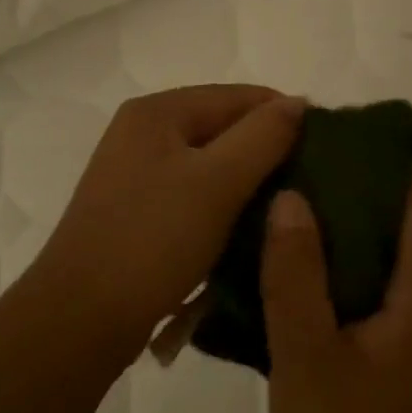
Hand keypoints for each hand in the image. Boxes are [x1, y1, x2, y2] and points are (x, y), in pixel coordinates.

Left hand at [31, 85, 304, 343]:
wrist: (81, 316)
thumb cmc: (153, 239)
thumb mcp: (217, 182)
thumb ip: (263, 136)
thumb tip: (297, 103)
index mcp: (157, 112)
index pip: (238, 96)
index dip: (286, 116)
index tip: (330, 150)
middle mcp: (141, 133)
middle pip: (222, 128)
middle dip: (267, 151)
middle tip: (312, 184)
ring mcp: (134, 173)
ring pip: (209, 165)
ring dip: (247, 182)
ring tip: (287, 208)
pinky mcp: (135, 211)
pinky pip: (192, 195)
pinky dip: (222, 206)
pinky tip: (248, 229)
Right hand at [261, 162, 411, 412]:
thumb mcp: (303, 356)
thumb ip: (295, 270)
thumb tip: (291, 194)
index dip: (398, 157)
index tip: (338, 147)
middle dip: (395, 175)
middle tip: (325, 172)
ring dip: (391, 208)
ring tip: (320, 203)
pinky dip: (390, 242)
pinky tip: (331, 255)